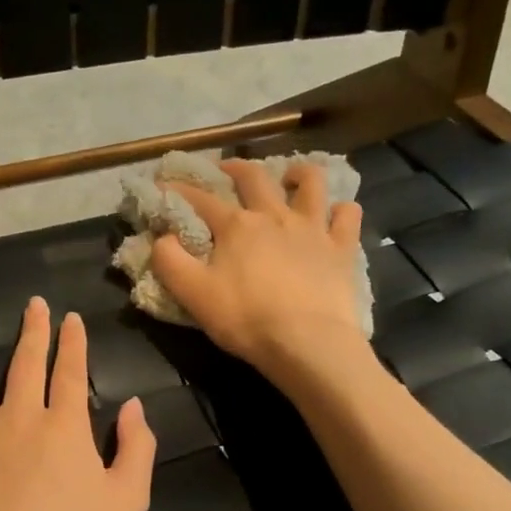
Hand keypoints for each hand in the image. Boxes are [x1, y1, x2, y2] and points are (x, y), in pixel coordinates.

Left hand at [0, 298, 156, 510]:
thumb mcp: (127, 502)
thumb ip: (135, 449)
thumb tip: (134, 406)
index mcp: (65, 427)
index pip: (72, 372)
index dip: (74, 343)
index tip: (72, 318)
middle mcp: (20, 420)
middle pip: (25, 366)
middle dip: (33, 332)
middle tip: (33, 305)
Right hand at [153, 159, 368, 388]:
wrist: (308, 343)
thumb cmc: (247, 319)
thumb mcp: (194, 295)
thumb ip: (170, 262)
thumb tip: (162, 238)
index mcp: (236, 226)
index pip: (201, 199)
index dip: (178, 189)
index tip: (163, 184)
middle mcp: (274, 216)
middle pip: (254, 178)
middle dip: (235, 168)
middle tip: (226, 169)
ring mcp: (313, 228)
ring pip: (310, 183)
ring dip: (298, 174)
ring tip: (291, 177)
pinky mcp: (342, 248)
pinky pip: (348, 216)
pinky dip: (342, 210)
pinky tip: (335, 215)